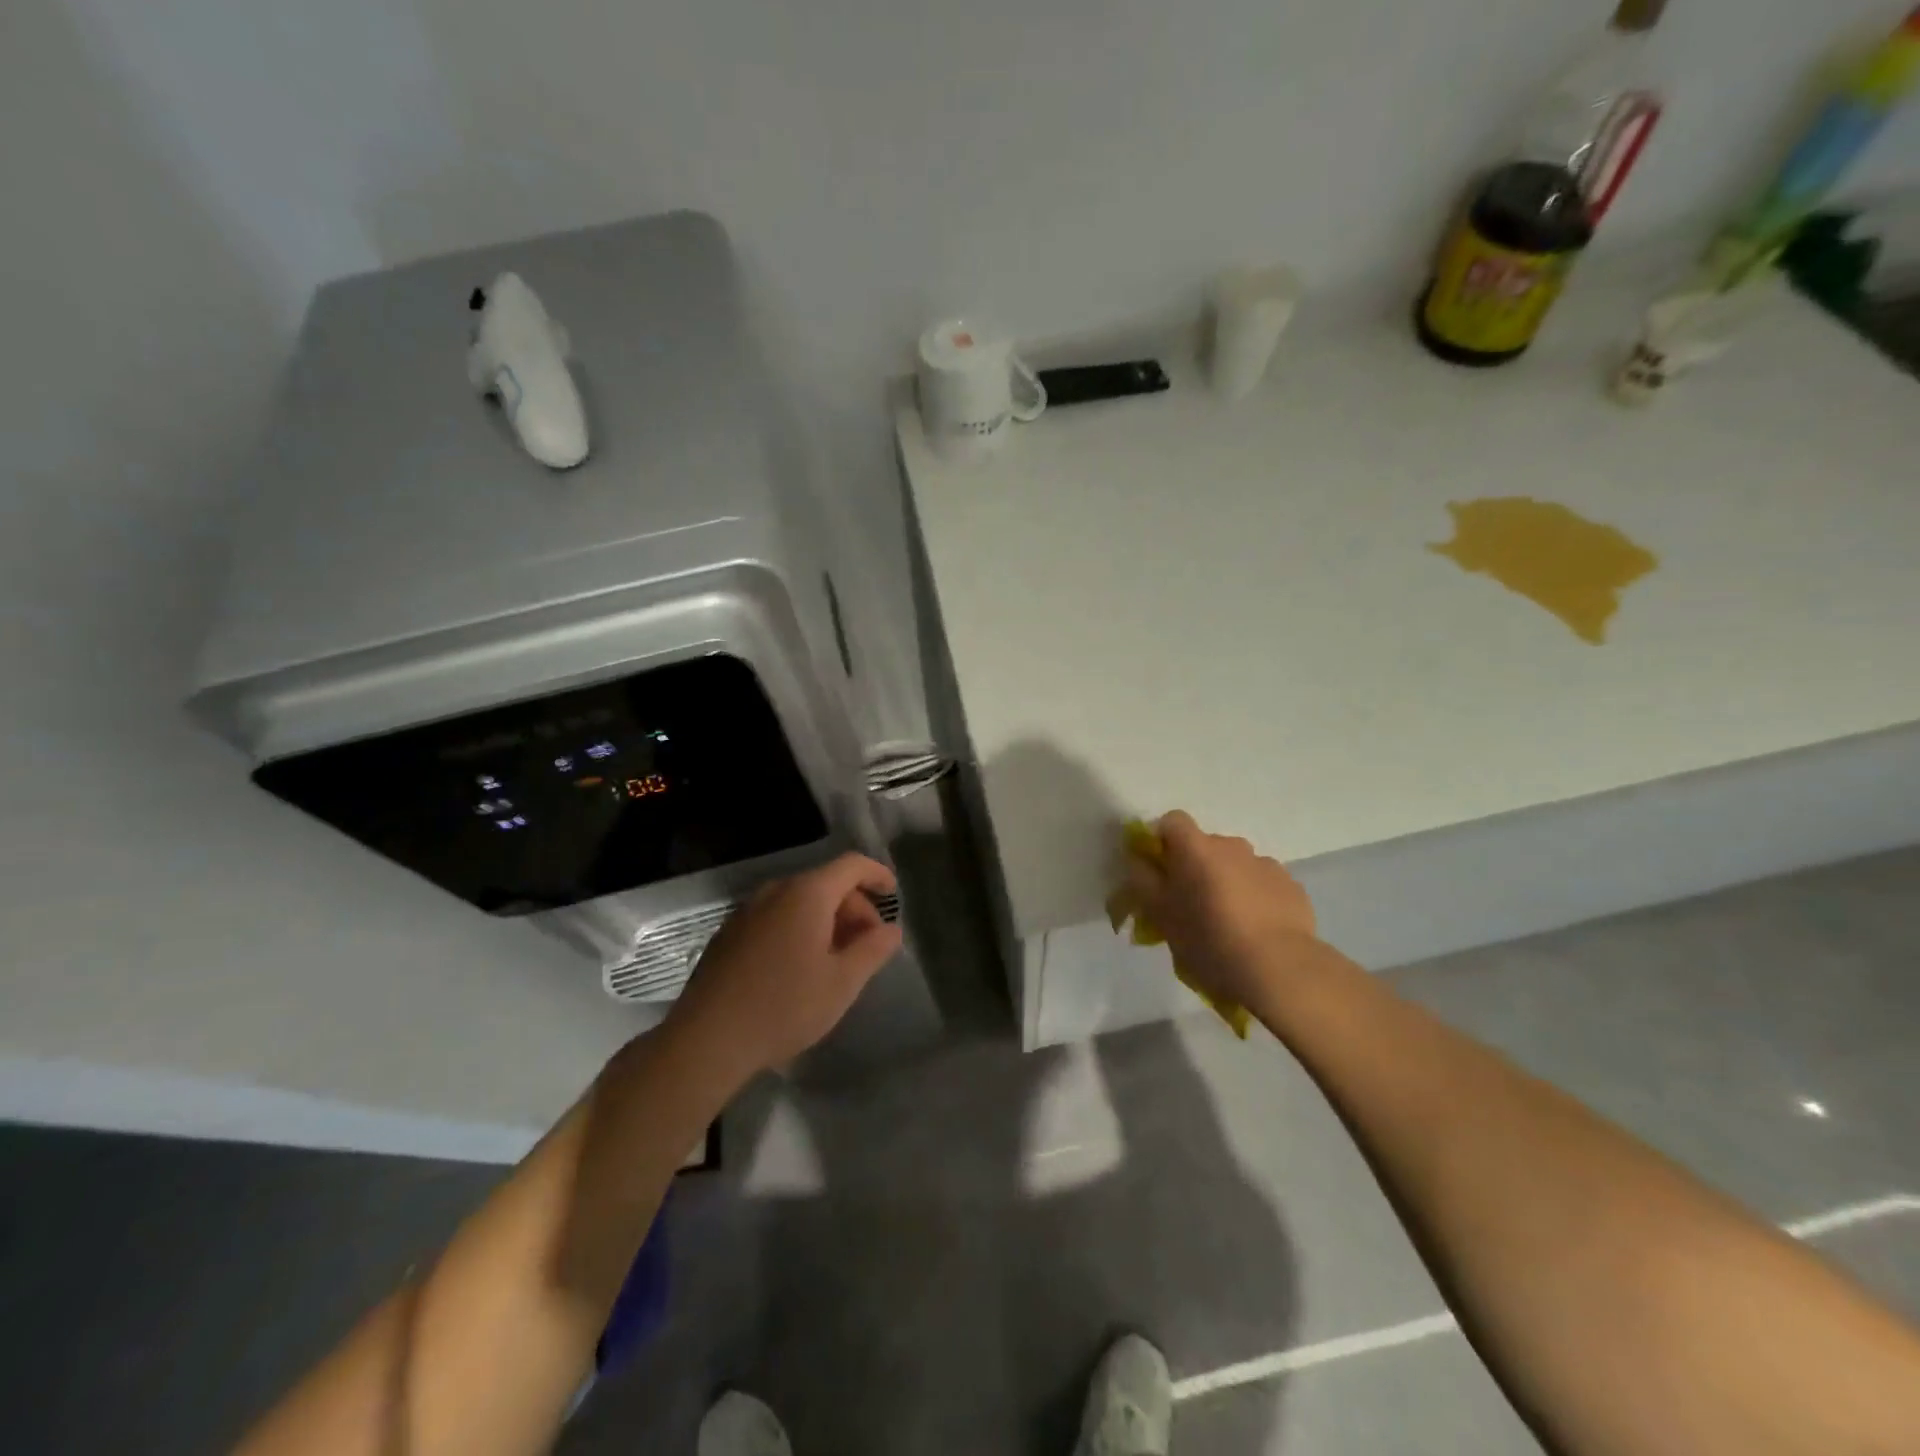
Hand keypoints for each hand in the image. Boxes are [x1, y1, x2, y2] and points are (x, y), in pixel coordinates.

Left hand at [669, 854, 902, 1077]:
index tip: (893, 895)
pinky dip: (799, 928)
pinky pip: (776, 916)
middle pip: (826, 883)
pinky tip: (800, 967)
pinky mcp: (729, 933)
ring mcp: (747, 910)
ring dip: (827, 920)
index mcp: (807, 894)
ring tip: (837, 959)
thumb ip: (873, 949)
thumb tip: (892, 929)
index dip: (877, 874)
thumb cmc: (785, 1006)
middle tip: (868, 945)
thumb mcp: (842, 982)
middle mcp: (776, 891)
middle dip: (854, 907)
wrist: (707, 1039)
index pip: (851, 865)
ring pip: (799, 901)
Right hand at [1124, 811, 1323, 1014]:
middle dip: (1196, 867)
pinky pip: (1263, 884)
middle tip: (1191, 905)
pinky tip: (1256, 931)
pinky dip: (1255, 898)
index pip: (1172, 821)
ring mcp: (1266, 864)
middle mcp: (1232, 845)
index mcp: (1196, 848)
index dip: (1162, 841)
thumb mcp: (1160, 915)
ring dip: (1227, 882)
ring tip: (1228, 923)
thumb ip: (1144, 881)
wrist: (1279, 969)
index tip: (1160, 871)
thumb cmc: (1209, 940)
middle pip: (1206, 845)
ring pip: (1236, 865)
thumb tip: (1140, 861)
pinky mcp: (1292, 886)